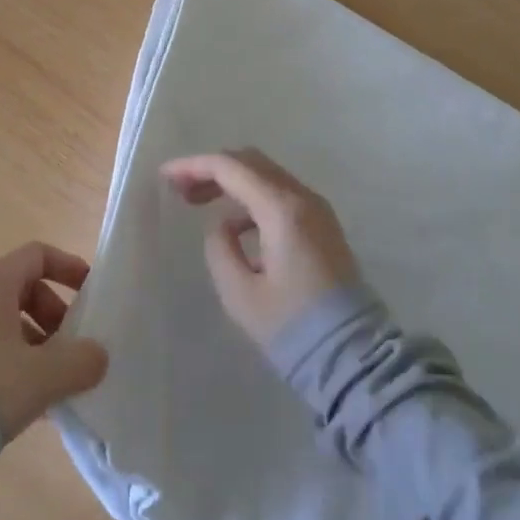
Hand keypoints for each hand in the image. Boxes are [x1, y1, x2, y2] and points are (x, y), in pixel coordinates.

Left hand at [0, 242, 109, 439]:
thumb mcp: (43, 376)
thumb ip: (80, 361)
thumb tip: (97, 356)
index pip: (38, 255)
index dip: (68, 268)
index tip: (89, 293)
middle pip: (21, 289)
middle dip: (52, 317)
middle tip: (69, 351)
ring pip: (0, 322)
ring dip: (30, 344)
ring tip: (47, 384)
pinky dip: (5, 360)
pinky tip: (16, 401)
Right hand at [163, 149, 360, 348]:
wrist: (354, 357)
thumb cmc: (292, 326)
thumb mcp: (240, 292)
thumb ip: (220, 248)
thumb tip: (222, 226)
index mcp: (281, 209)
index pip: (230, 167)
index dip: (193, 166)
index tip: (165, 176)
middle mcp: (302, 198)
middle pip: (250, 162)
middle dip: (212, 169)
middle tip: (180, 189)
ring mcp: (317, 209)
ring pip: (266, 175)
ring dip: (231, 182)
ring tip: (199, 204)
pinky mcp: (322, 225)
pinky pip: (280, 194)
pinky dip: (252, 198)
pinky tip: (235, 227)